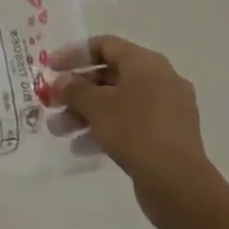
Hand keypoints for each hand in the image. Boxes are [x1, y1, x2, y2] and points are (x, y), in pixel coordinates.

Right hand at [52, 35, 211, 211]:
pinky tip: (82, 148)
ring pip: (118, 103)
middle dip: (77, 91)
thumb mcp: (97, 106)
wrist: (178, 183)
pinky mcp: (168, 136)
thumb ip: (75, 89)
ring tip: (59, 131)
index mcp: (146, 63)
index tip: (50, 68)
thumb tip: (62, 81)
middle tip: (51, 104)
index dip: (74, 54)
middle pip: (110, 76)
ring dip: (86, 113)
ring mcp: (167, 109)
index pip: (105, 45)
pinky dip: (106, 130)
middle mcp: (160, 79)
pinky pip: (130, 124)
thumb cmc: (135, 131)